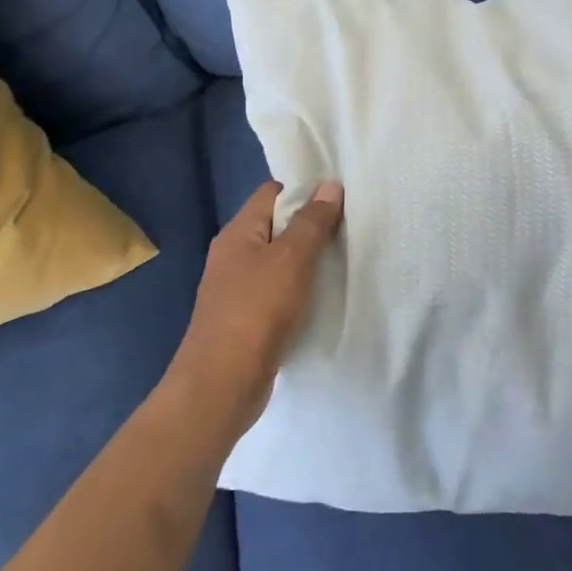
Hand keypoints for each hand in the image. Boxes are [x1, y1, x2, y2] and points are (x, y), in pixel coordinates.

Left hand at [163, 179, 343, 446]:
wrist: (221, 385)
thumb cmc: (257, 311)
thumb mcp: (291, 259)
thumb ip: (312, 222)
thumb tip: (329, 185)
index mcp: (238, 232)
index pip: (272, 192)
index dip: (304, 189)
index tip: (339, 197)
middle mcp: (233, 254)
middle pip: (276, 225)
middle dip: (310, 225)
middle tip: (350, 228)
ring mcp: (236, 288)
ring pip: (278, 260)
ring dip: (307, 260)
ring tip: (343, 259)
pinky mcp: (245, 318)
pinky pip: (277, 291)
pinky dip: (299, 289)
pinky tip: (322, 297)